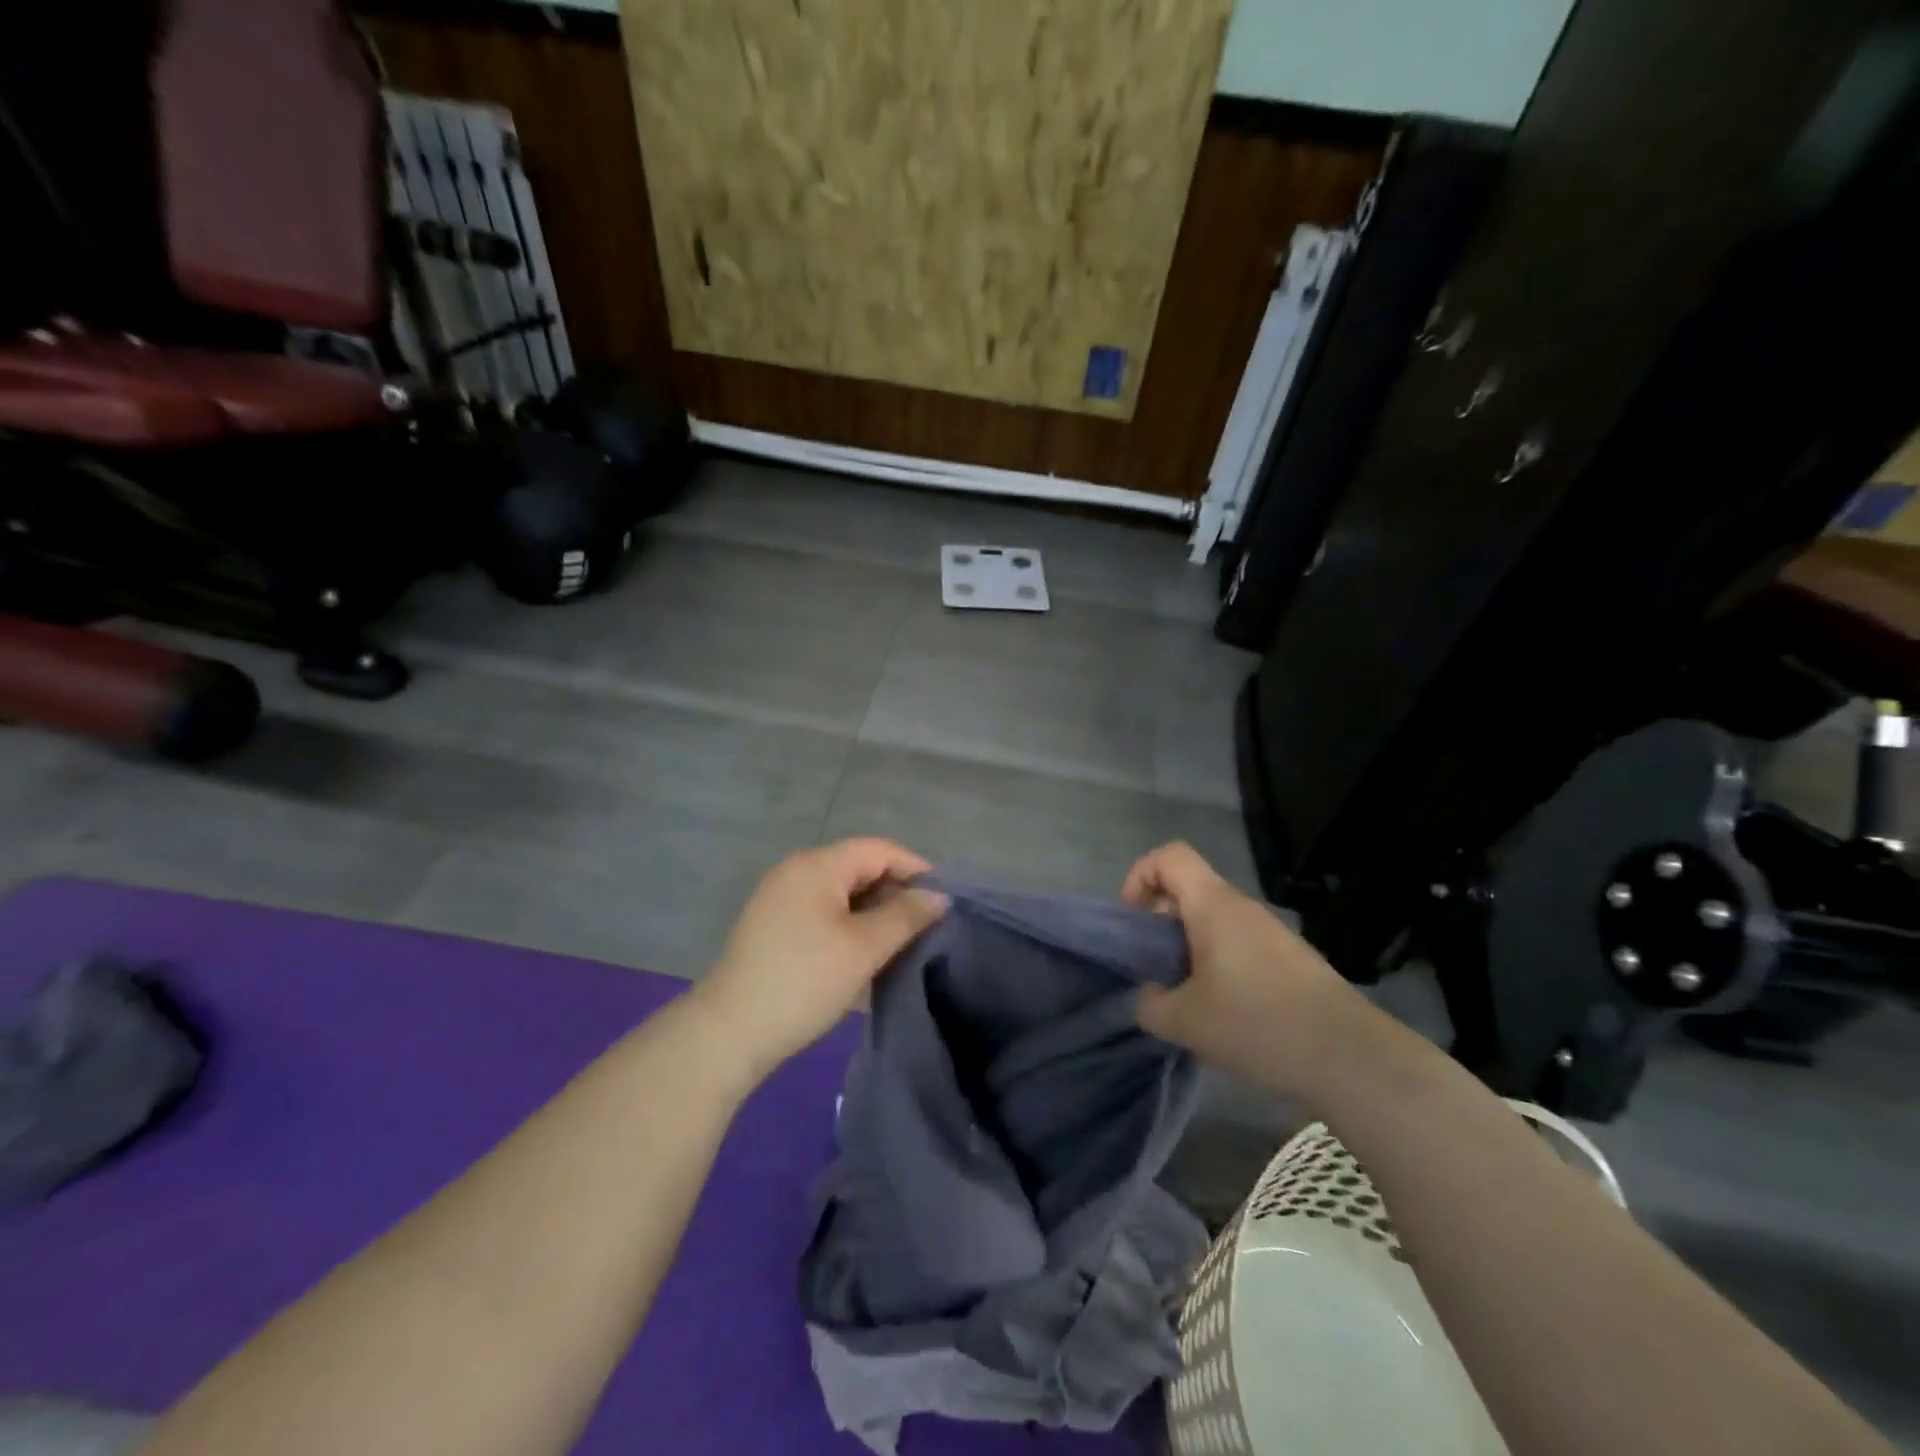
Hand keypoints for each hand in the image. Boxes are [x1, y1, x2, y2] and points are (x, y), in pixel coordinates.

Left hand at [694, 838, 946, 1079]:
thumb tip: (938, 897)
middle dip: (895, 890)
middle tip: (926, 924)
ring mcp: (779, 898)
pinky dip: (848, 922)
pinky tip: (863, 950)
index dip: (915, 868)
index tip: (944, 900)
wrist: (729, 1032)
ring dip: (873, 909)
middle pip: (858, 866)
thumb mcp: (864, 948)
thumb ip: (905, 916)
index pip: (878, 850)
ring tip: (900, 940)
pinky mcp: (771, 925)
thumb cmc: (804, 981)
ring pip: (840, 891)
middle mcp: (795, 871)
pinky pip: (821, 910)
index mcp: (817, 865)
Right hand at [1123, 842, 1357, 1091]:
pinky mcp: (1289, 959)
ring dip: (1188, 947)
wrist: (1350, 1057)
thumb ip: (1149, 1004)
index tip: (1133, 923)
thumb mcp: (1184, 1022)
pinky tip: (1223, 1012)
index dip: (1140, 876)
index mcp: (1213, 906)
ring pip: (1213, 920)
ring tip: (1186, 997)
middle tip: (1154, 968)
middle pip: (1189, 890)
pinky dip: (1217, 964)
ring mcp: (1270, 932)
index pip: (1169, 856)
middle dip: (1160, 922)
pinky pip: (1238, 944)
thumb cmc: (1257, 1024)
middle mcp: (1242, 907)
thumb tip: (1149, 996)